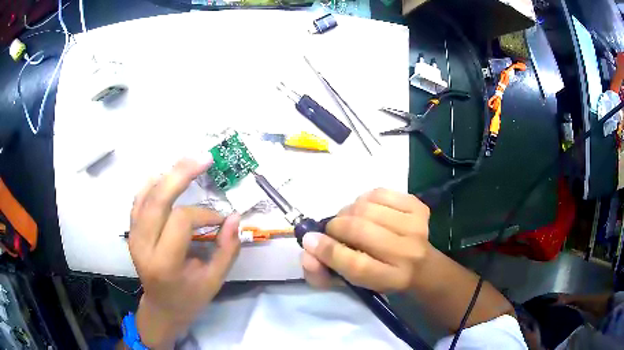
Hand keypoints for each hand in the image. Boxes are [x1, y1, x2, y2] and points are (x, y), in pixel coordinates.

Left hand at [129, 158, 240, 347]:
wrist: (161, 308)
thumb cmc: (189, 298)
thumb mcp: (214, 281)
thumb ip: (227, 250)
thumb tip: (235, 217)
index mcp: (164, 263)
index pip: (180, 221)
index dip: (203, 213)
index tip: (220, 220)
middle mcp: (143, 246)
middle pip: (157, 199)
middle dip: (180, 174)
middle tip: (203, 158)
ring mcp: (133, 237)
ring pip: (145, 195)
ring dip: (167, 175)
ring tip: (188, 162)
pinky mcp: (132, 232)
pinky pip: (138, 200)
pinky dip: (151, 184)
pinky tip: (165, 175)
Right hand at [301, 188, 429, 291]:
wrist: (422, 266)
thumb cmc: (381, 277)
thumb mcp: (352, 284)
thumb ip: (323, 273)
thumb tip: (307, 246)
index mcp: (391, 279)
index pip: (356, 265)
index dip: (329, 251)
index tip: (310, 241)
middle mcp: (407, 253)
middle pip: (360, 231)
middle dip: (335, 227)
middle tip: (332, 231)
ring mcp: (415, 227)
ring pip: (367, 208)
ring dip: (348, 212)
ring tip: (350, 220)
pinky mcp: (418, 207)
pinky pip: (380, 193)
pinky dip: (364, 199)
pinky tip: (366, 209)